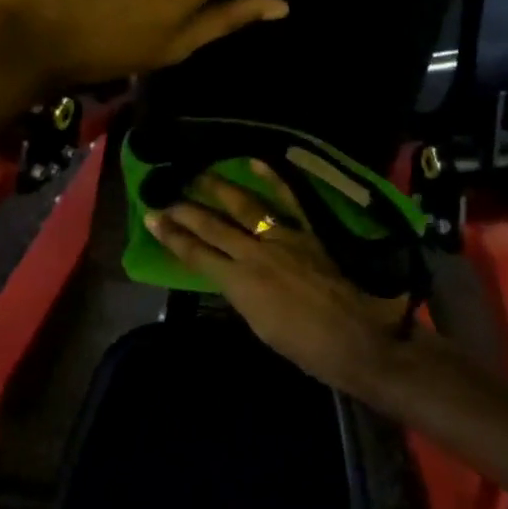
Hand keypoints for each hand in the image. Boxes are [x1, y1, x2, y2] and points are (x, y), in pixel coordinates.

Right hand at [147, 161, 407, 393]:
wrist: (356, 339)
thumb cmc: (306, 348)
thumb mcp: (260, 327)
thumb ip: (242, 295)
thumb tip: (233, 278)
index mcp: (239, 283)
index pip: (195, 254)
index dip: (171, 236)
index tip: (151, 218)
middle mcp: (255, 253)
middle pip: (212, 226)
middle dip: (185, 210)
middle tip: (164, 195)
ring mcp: (284, 237)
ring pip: (244, 206)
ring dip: (218, 189)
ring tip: (198, 173)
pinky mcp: (310, 231)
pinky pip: (290, 199)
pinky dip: (273, 178)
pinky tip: (255, 160)